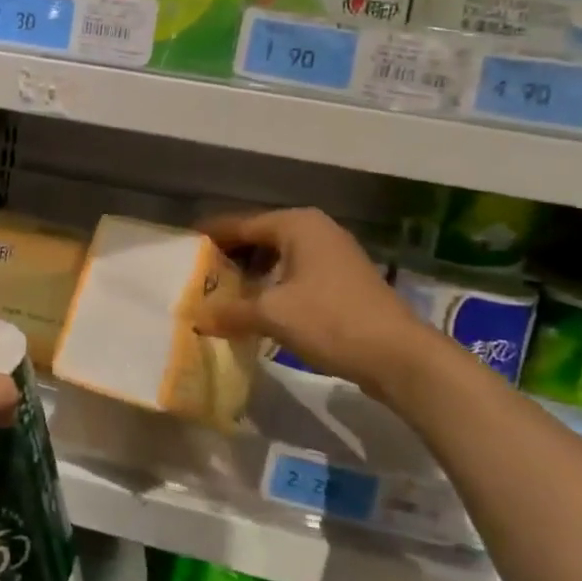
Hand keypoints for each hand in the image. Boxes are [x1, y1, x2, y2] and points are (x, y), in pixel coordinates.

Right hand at [199, 208, 437, 394]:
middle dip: (230, 257)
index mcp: (296, 224)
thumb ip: (231, 311)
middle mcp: (315, 229)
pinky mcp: (343, 280)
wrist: (399, 356)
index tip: (182, 247)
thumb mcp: (272, 315)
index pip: (240, 224)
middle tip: (199, 276)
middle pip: (260, 238)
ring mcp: (333, 254)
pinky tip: (259, 308)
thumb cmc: (330, 321)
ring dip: (252, 274)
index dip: (210, 236)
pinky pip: (296, 273)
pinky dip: (274, 285)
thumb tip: (197, 316)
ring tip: (224, 294)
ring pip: (279, 257)